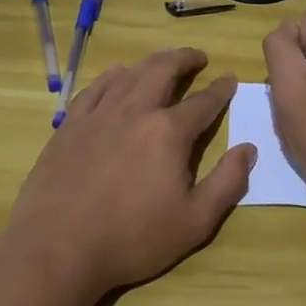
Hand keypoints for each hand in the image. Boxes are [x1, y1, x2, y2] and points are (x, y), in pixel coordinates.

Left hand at [1, 48, 256, 299]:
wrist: (57, 248)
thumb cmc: (132, 239)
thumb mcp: (194, 222)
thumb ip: (227, 183)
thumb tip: (248, 149)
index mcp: (168, 132)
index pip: (203, 102)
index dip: (220, 90)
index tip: (230, 79)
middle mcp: (135, 111)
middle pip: (163, 70)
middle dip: (185, 59)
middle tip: (198, 57)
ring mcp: (98, 115)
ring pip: (129, 73)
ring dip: (151, 62)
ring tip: (163, 61)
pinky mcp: (70, 125)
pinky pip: (95, 87)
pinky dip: (112, 76)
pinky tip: (117, 76)